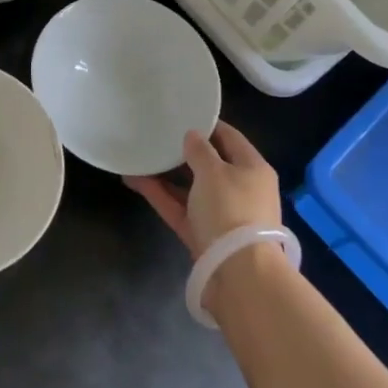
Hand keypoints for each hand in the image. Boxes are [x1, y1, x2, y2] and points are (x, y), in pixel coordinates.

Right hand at [125, 122, 281, 259]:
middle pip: (209, 164)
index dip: (207, 125)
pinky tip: (134, 180)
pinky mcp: (202, 234)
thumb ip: (200, 151)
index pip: (230, 137)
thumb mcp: (214, 172)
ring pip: (190, 187)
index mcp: (253, 168)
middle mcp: (240, 189)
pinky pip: (179, 207)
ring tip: (139, 156)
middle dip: (182, 151)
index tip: (181, 114)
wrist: (237, 273)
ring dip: (166, 174)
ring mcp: (220, 214)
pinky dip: (160, 195)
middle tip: (156, 135)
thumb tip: (192, 136)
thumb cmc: (231, 210)